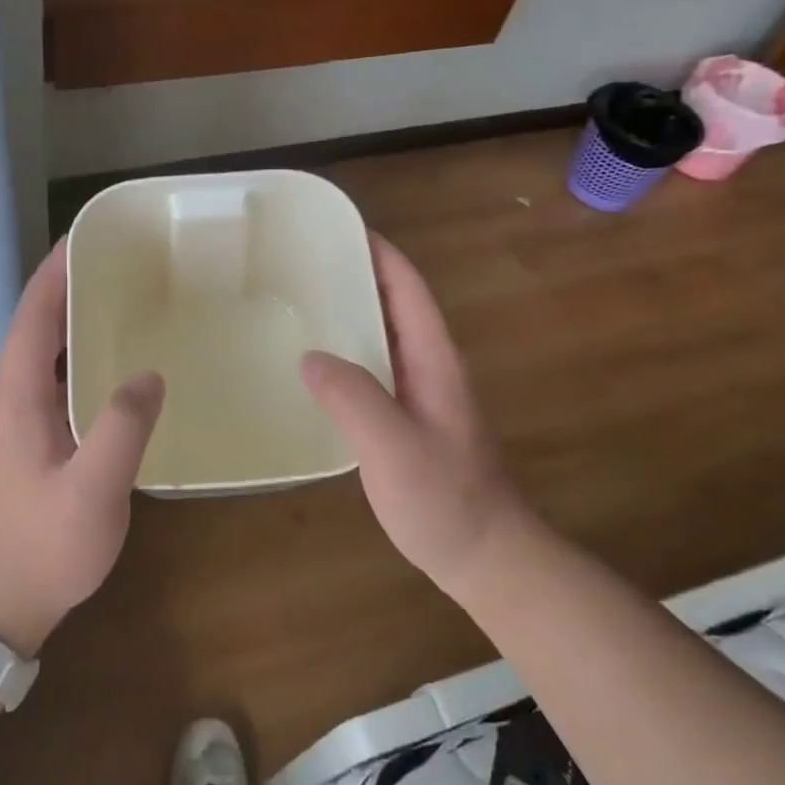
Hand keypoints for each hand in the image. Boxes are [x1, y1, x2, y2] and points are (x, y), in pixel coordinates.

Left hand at [0, 240, 164, 657]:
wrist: (0, 601)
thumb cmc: (44, 545)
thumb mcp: (92, 491)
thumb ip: (121, 429)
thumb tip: (149, 375)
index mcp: (18, 395)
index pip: (33, 316)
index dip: (54, 273)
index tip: (86, 238)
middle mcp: (11, 396)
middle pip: (36, 324)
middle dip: (69, 286)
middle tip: (119, 262)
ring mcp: (18, 418)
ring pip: (45, 350)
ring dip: (73, 318)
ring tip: (122, 299)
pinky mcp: (31, 437)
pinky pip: (55, 376)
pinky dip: (79, 354)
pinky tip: (115, 363)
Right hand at [300, 234, 522, 596]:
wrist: (486, 556)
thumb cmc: (444, 498)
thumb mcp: (393, 446)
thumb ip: (352, 397)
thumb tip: (309, 356)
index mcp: (433, 358)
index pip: (407, 286)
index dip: (378, 251)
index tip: (336, 227)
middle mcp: (429, 365)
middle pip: (393, 302)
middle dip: (355, 274)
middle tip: (300, 262)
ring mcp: (420, 392)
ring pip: (382, 335)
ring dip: (349, 312)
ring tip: (298, 302)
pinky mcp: (408, 417)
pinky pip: (373, 367)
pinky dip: (346, 351)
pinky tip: (313, 365)